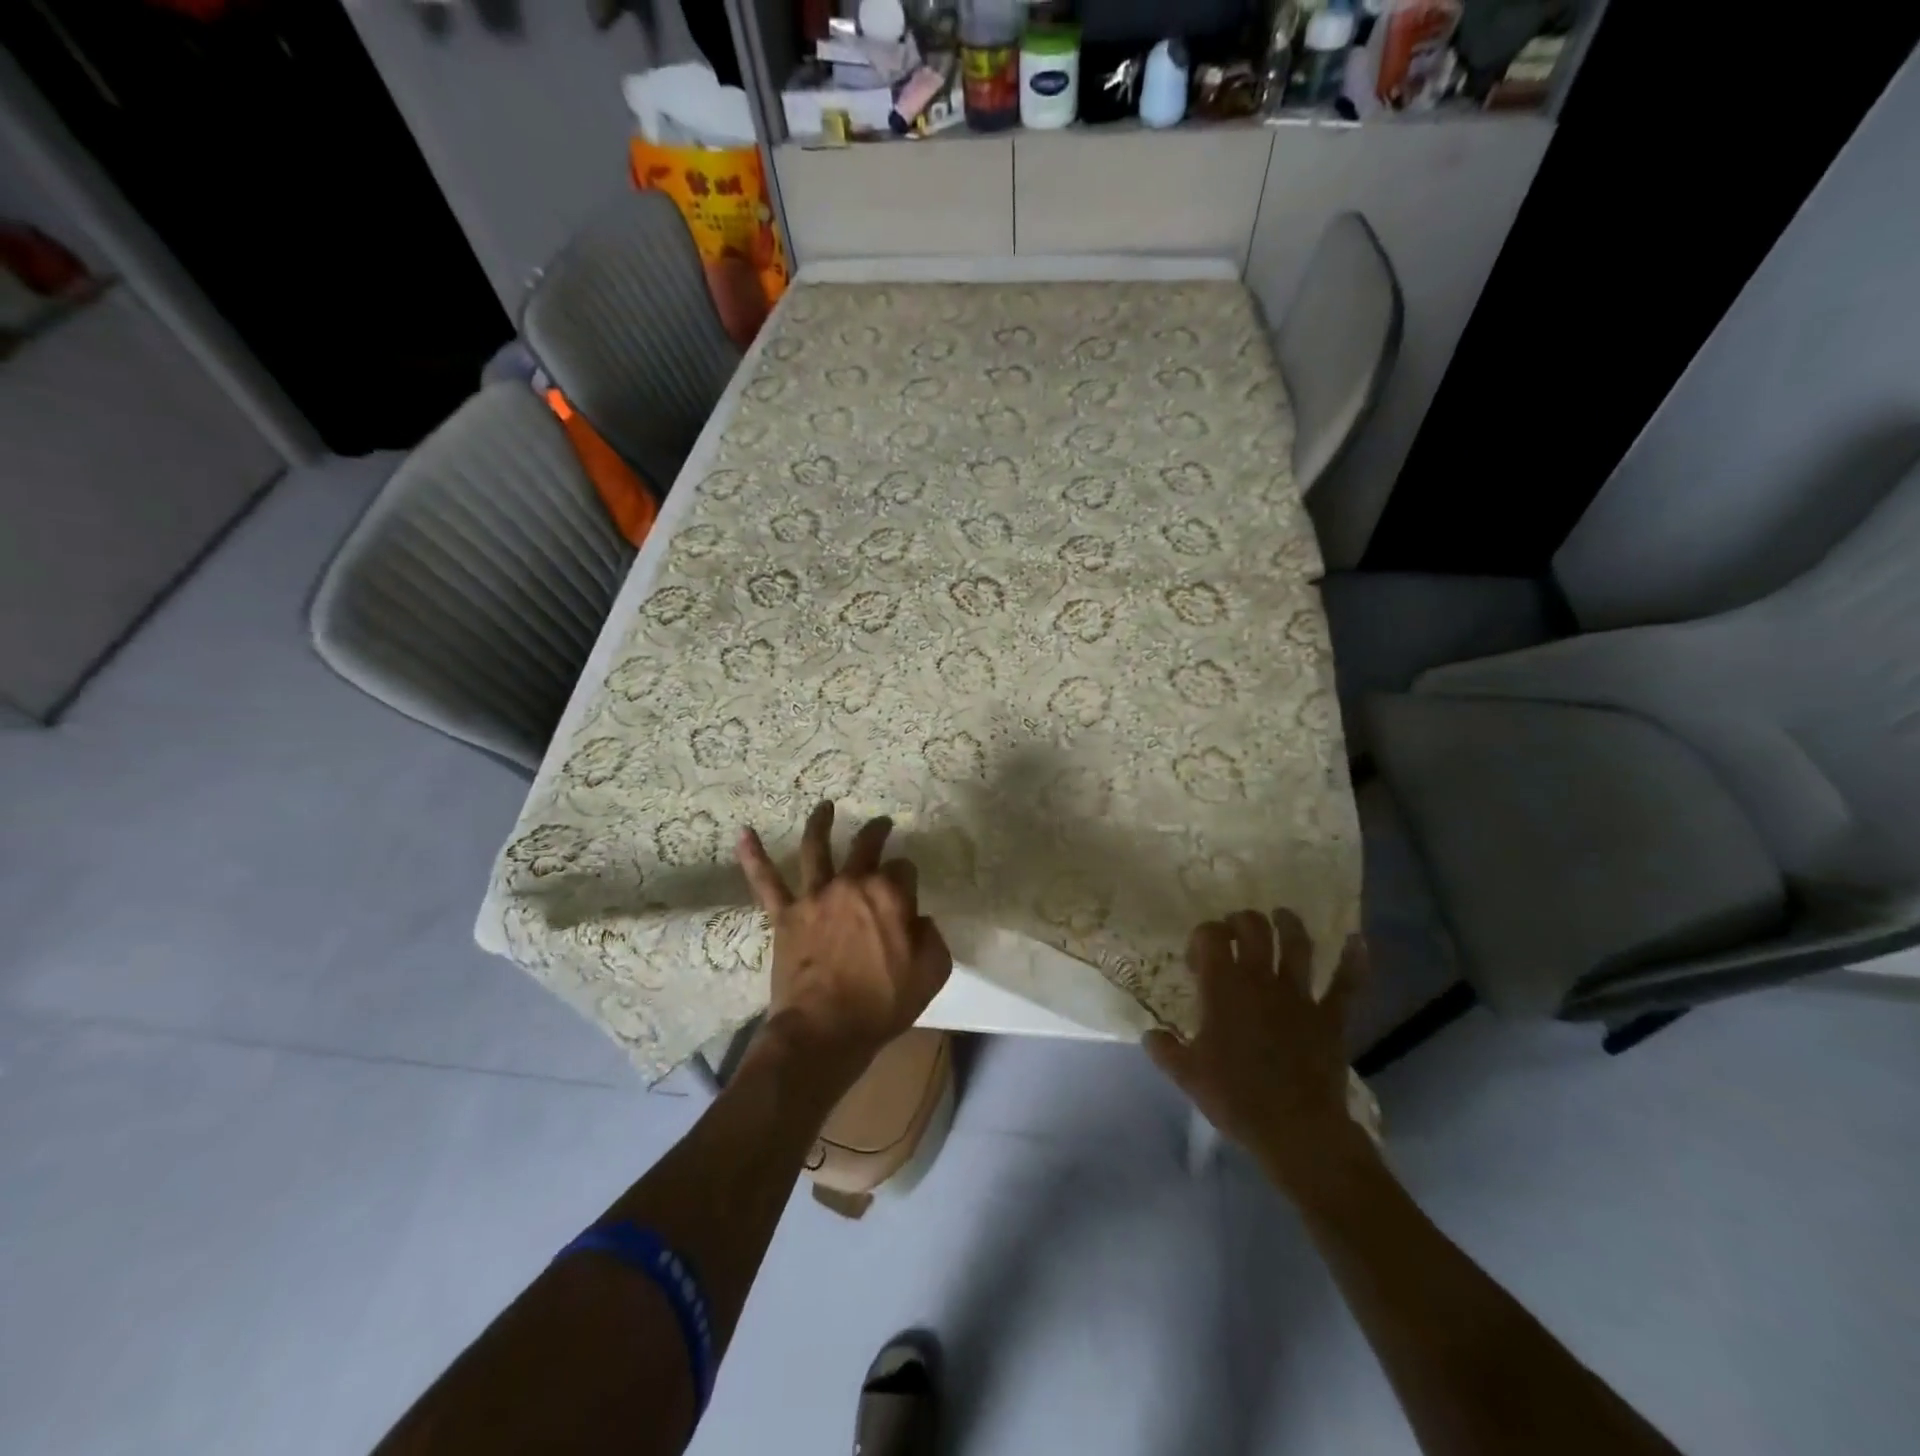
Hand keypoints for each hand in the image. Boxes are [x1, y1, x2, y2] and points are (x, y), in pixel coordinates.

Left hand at [736, 801, 951, 1082]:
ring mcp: (815, 897)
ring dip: (821, 823)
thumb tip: (919, 919)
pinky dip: (754, 856)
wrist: (825, 1030)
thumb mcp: (931, 972)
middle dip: (876, 832)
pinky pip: (766, 882)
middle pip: (866, 846)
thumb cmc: (883, 1003)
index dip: (908, 879)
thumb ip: (932, 936)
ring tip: (825, 807)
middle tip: (882, 824)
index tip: (908, 893)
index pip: (903, 869)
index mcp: (890, 895)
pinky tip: (743, 834)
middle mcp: (852, 884)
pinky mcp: (785, 915)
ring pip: (816, 849)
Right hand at [1145, 909, 1371, 1193]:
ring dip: (1289, 924)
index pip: (1210, 937)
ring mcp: (1299, 996)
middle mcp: (1261, 980)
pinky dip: (1354, 961)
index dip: (1202, 937)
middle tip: (1234, 930)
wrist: (1295, 1129)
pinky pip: (1346, 984)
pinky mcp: (1330, 1017)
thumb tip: (1150, 1035)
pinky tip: (1357, 941)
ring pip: (1297, 945)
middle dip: (1241, 921)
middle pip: (1253, 928)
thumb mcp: (1187, 1075)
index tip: (1196, 959)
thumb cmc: (1235, 1097)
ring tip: (1281, 915)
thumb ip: (1165, 1049)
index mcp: (1223, 987)